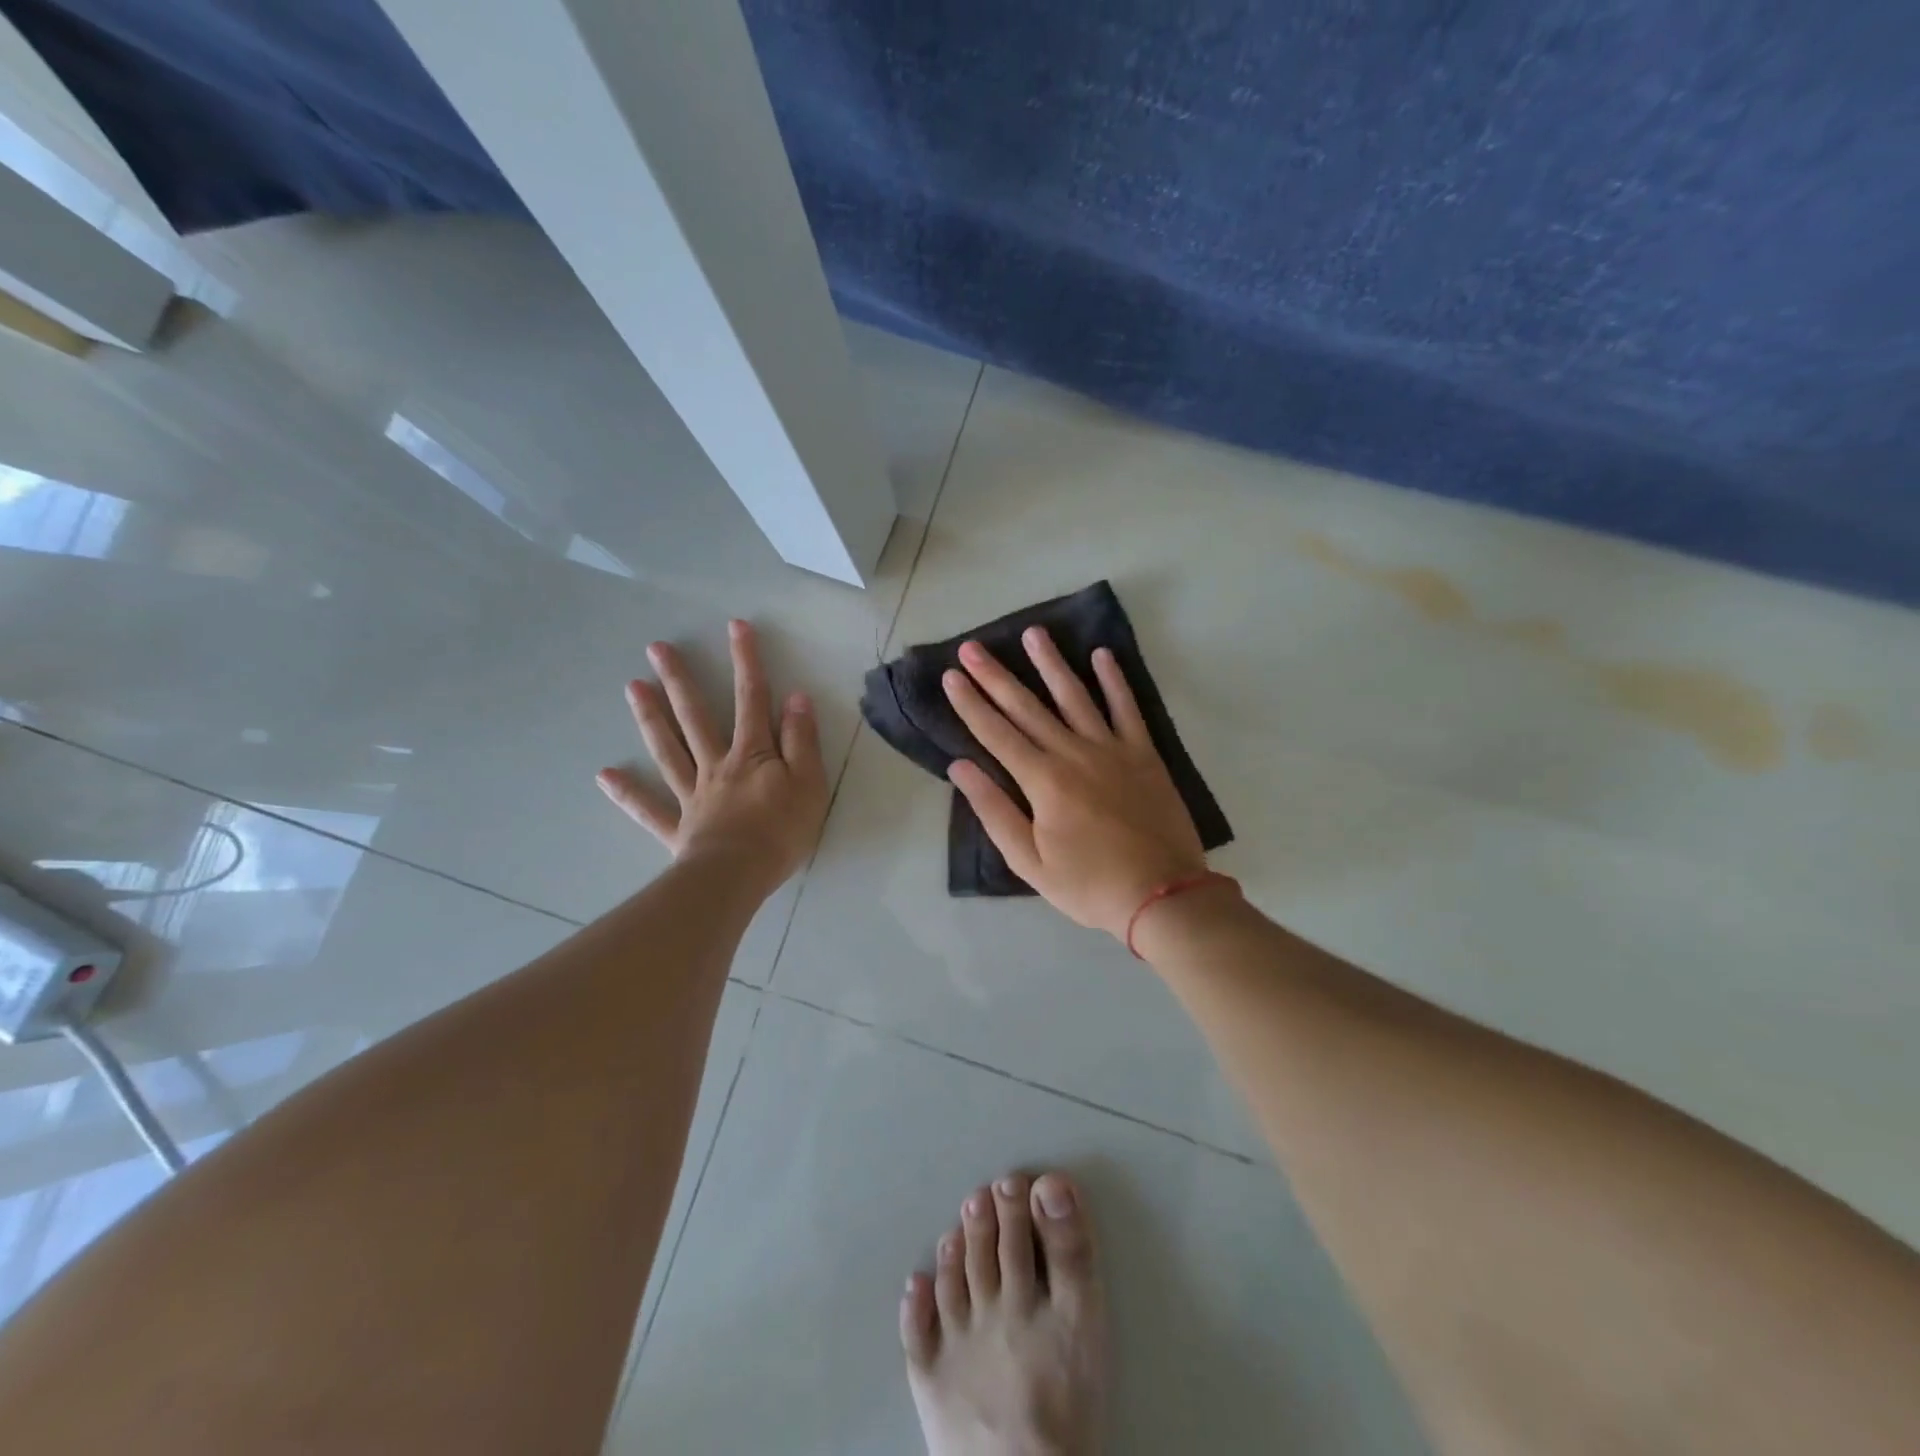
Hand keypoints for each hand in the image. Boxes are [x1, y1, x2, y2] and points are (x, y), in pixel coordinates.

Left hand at [597, 619, 828, 895]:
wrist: (738, 875)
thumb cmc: (781, 830)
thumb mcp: (809, 782)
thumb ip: (802, 741)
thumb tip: (795, 698)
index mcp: (752, 754)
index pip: (752, 699)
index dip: (746, 661)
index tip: (736, 626)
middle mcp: (716, 765)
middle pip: (696, 717)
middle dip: (680, 680)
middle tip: (656, 649)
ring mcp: (692, 795)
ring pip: (669, 750)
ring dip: (651, 719)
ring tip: (632, 687)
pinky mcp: (678, 827)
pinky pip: (648, 808)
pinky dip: (627, 792)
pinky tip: (604, 775)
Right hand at [942, 627, 1206, 939]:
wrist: (1163, 895)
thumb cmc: (1089, 885)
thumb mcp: (1029, 861)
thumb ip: (995, 810)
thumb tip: (961, 767)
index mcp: (1042, 781)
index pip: (995, 733)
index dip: (970, 703)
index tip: (951, 675)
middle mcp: (1073, 753)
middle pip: (1027, 707)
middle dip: (996, 676)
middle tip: (973, 646)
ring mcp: (1112, 749)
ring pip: (1075, 696)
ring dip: (1051, 663)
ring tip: (1033, 633)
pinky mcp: (1144, 753)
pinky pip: (1127, 708)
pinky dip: (1114, 680)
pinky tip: (1102, 655)